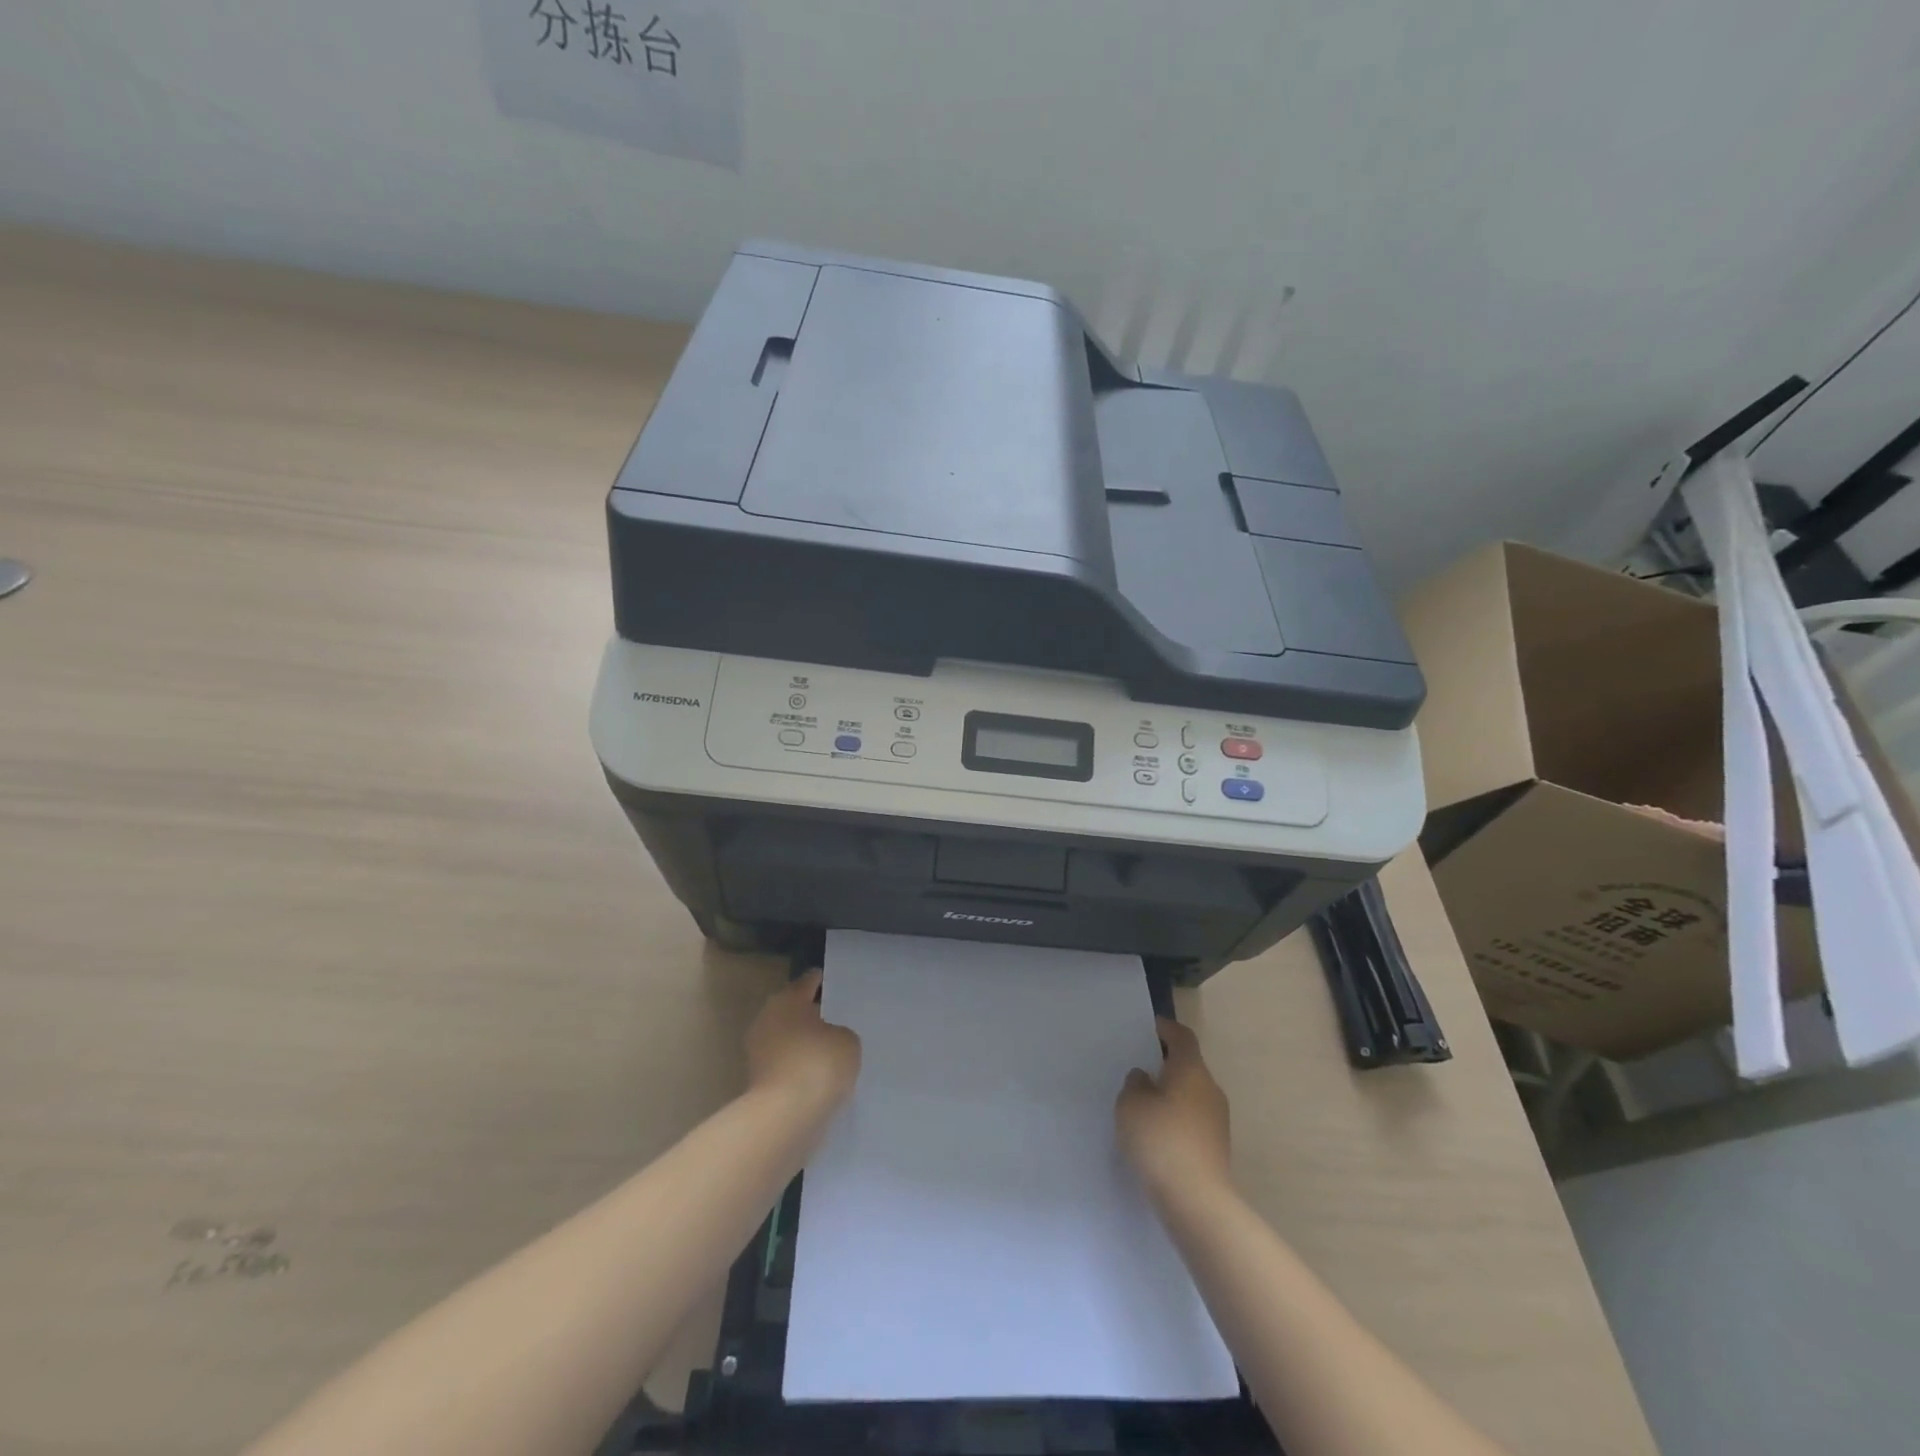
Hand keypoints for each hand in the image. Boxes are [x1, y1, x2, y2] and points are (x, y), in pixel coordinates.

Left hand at [745, 969, 861, 1115]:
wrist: (786, 1117)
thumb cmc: (819, 1063)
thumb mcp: (847, 1040)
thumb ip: (840, 1033)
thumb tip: (828, 1040)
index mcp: (787, 1000)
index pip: (805, 983)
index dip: (818, 980)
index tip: (825, 979)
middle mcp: (767, 1021)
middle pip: (791, 1012)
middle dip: (808, 1015)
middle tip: (832, 1017)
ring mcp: (759, 1055)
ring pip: (787, 1042)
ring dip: (803, 1045)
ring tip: (830, 1050)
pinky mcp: (758, 1085)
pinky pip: (785, 1068)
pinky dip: (799, 1070)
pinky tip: (819, 1076)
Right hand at [1116, 1018, 1231, 1197]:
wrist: (1196, 1200)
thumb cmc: (1160, 1140)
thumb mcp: (1131, 1105)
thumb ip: (1135, 1084)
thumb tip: (1145, 1079)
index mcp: (1191, 1070)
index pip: (1182, 1037)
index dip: (1166, 1029)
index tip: (1149, 1028)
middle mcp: (1209, 1089)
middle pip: (1188, 1066)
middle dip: (1166, 1065)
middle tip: (1139, 1068)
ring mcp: (1217, 1120)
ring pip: (1191, 1095)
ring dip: (1171, 1094)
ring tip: (1143, 1104)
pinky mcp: (1216, 1147)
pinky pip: (1193, 1120)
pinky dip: (1176, 1119)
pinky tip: (1156, 1134)